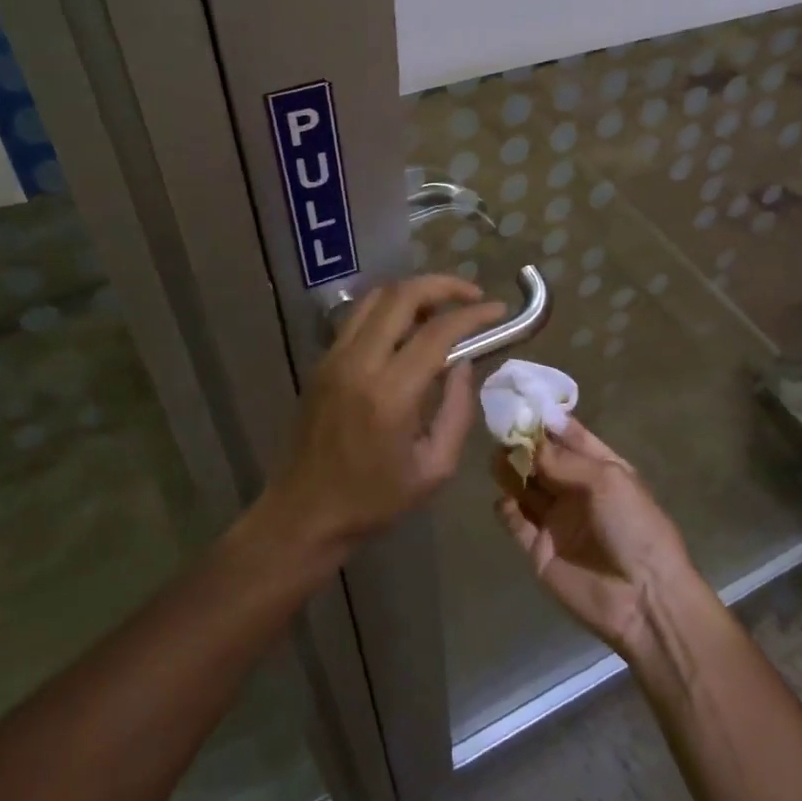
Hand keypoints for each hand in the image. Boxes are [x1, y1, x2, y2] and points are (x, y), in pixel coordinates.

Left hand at [278, 275, 504, 549]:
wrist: (304, 514)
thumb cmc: (374, 500)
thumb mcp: (434, 468)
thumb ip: (457, 410)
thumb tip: (464, 364)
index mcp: (390, 394)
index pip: (437, 332)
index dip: (473, 315)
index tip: (497, 310)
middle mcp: (358, 363)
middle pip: (401, 296)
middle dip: (443, 286)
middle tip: (472, 295)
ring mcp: (333, 358)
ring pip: (376, 298)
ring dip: (414, 291)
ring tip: (443, 306)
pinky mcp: (321, 362)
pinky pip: (359, 317)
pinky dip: (389, 309)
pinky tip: (409, 326)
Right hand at [495, 420, 698, 658]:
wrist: (643, 598)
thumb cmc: (634, 527)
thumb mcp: (607, 480)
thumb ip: (564, 460)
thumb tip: (529, 441)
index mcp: (602, 469)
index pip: (571, 437)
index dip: (548, 422)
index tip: (522, 401)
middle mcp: (577, 491)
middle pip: (544, 461)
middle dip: (523, 444)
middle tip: (500, 429)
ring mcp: (558, 521)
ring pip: (526, 488)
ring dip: (511, 471)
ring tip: (496, 457)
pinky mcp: (540, 550)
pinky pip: (517, 523)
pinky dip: (506, 509)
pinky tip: (502, 499)